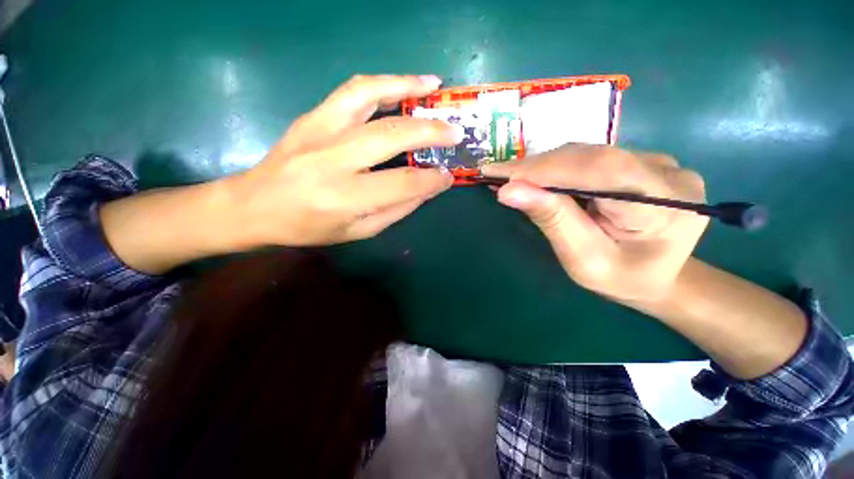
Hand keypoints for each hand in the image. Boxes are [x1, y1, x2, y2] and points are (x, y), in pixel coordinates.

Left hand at [229, 74, 462, 246]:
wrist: (254, 205)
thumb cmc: (308, 227)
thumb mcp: (358, 231)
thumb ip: (396, 210)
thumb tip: (426, 188)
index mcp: (345, 198)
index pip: (402, 184)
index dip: (431, 180)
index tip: (449, 176)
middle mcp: (333, 159)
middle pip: (392, 135)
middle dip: (431, 131)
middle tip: (456, 131)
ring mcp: (319, 130)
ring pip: (369, 96)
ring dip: (406, 86)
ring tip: (433, 85)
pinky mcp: (312, 116)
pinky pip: (351, 91)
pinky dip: (382, 83)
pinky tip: (401, 84)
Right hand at [482, 144, 707, 303]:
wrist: (659, 276)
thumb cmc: (622, 279)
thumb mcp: (583, 259)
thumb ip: (552, 220)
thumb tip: (508, 191)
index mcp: (665, 207)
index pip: (600, 171)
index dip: (544, 169)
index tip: (498, 174)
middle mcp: (668, 174)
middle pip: (592, 157)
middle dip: (537, 167)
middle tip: (497, 176)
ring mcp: (659, 163)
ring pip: (589, 153)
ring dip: (544, 166)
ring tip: (512, 177)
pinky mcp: (644, 161)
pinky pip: (593, 157)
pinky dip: (558, 167)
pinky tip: (538, 177)